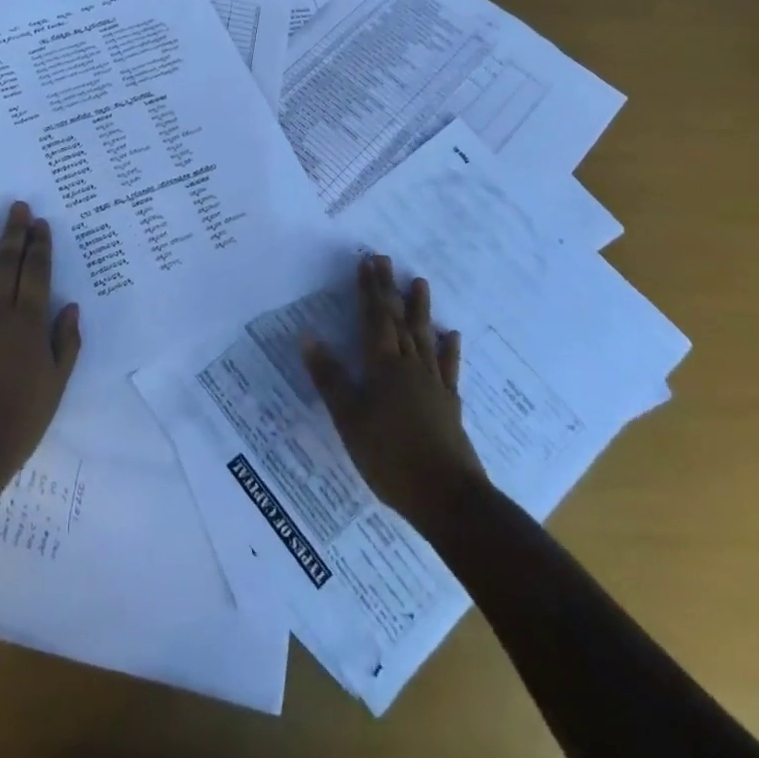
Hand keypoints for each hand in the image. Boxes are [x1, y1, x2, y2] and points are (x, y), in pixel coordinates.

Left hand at [0, 202, 81, 478]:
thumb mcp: (56, 385)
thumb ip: (66, 343)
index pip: (36, 272)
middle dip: (13, 231)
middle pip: (6, 261)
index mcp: (29, 322)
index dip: (39, 245)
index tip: (40, 222)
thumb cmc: (18, 419)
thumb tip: (71, 306)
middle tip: (17, 205)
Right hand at [303, 254, 486, 524]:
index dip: (369, 290)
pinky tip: (451, 335)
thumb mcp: (348, 418)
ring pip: (424, 337)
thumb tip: (308, 336)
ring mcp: (433, 384)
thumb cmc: (389, 457)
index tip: (367, 262)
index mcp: (383, 367)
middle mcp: (410, 367)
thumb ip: (329, 377)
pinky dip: (448, 348)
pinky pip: (448, 367)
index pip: (374, 319)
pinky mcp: (449, 404)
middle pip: (399, 321)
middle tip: (386, 261)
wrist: (447, 496)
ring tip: (420, 282)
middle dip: (390, 290)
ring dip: (420, 309)